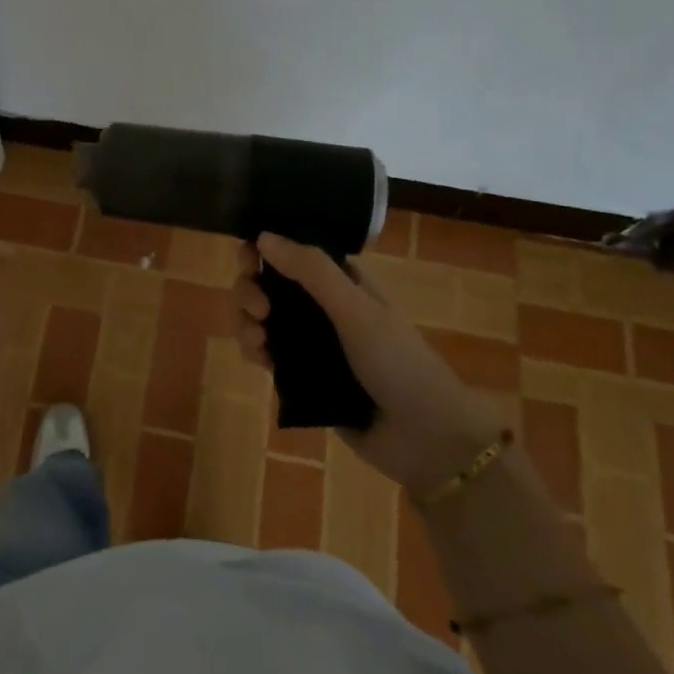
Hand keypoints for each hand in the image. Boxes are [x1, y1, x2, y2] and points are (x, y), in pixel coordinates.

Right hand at [234, 233, 505, 491]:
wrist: (426, 438)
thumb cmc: (398, 362)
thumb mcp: (356, 310)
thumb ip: (312, 271)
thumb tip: (263, 236)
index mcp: (343, 282)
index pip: (294, 253)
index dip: (265, 251)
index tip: (248, 260)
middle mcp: (324, 307)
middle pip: (270, 284)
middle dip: (251, 290)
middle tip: (259, 309)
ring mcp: (313, 343)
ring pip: (263, 319)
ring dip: (247, 322)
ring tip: (257, 340)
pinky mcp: (303, 378)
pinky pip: (267, 354)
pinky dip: (254, 350)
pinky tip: (259, 359)